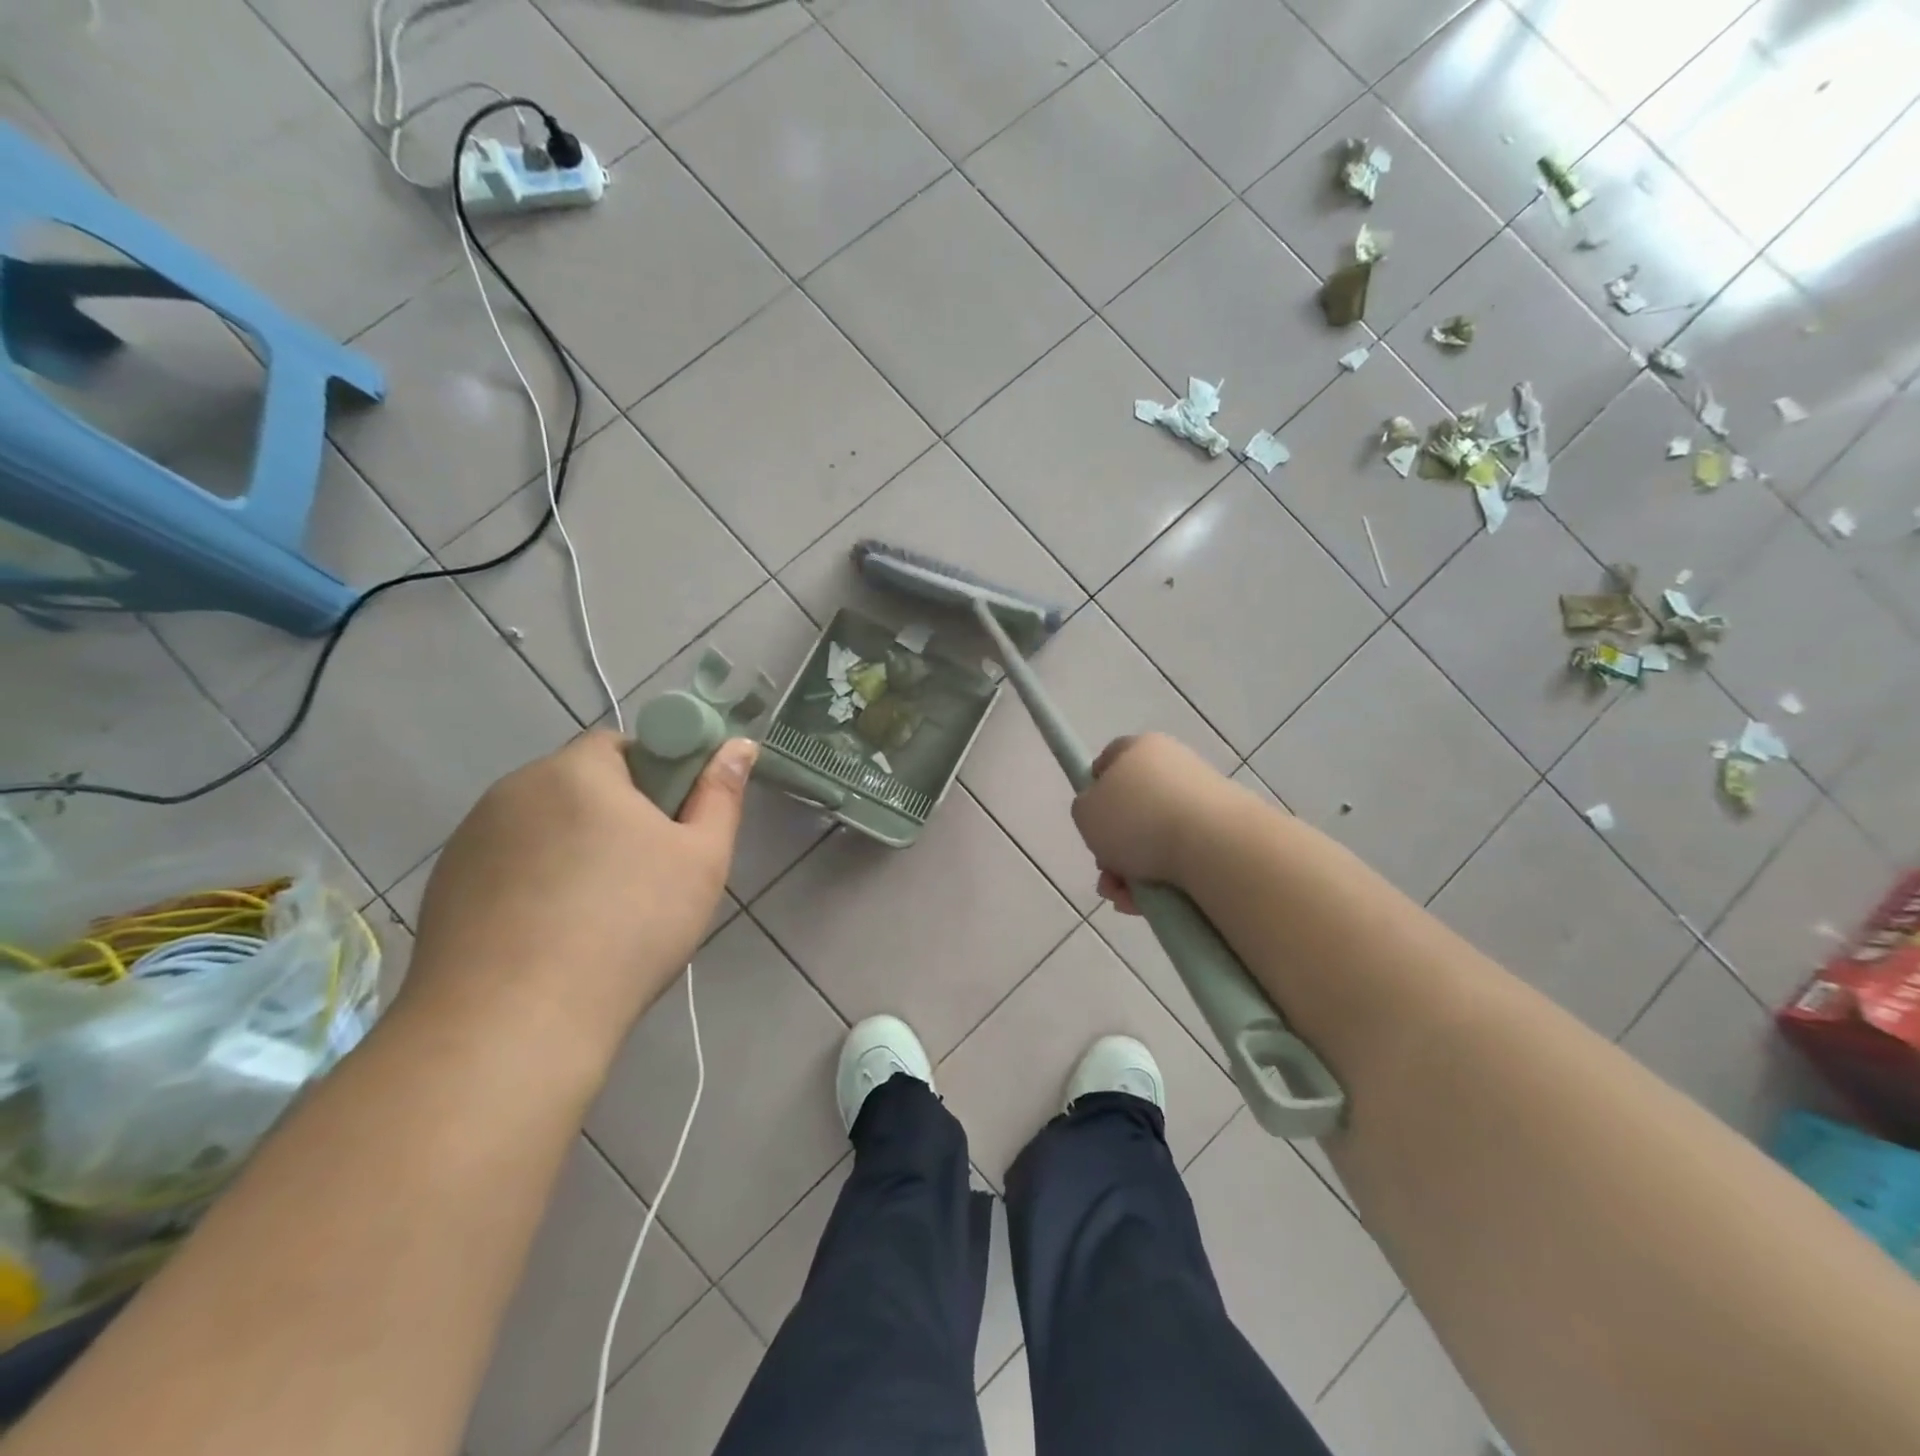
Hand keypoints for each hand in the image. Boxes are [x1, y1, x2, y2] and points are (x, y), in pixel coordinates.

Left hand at [403, 730, 756, 1045]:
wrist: (513, 1025)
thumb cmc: (628, 927)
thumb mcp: (701, 859)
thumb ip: (721, 794)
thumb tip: (739, 744)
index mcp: (576, 771)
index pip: (621, 744)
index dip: (655, 776)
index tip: (671, 826)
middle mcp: (514, 790)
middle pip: (579, 785)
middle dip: (614, 816)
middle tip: (645, 874)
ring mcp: (470, 840)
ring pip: (542, 827)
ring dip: (571, 850)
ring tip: (596, 914)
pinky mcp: (445, 887)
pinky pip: (507, 866)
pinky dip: (533, 884)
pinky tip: (550, 936)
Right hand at [1072, 733, 1227, 914]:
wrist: (1215, 846)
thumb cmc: (1139, 819)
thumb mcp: (1086, 812)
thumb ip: (1086, 809)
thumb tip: (1103, 815)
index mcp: (1141, 748)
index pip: (1110, 760)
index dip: (1094, 790)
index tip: (1090, 821)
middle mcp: (1174, 766)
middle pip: (1132, 808)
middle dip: (1113, 846)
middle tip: (1106, 872)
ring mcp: (1203, 800)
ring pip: (1155, 839)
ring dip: (1132, 871)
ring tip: (1125, 899)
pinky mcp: (1224, 832)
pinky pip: (1182, 856)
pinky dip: (1163, 880)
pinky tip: (1150, 904)